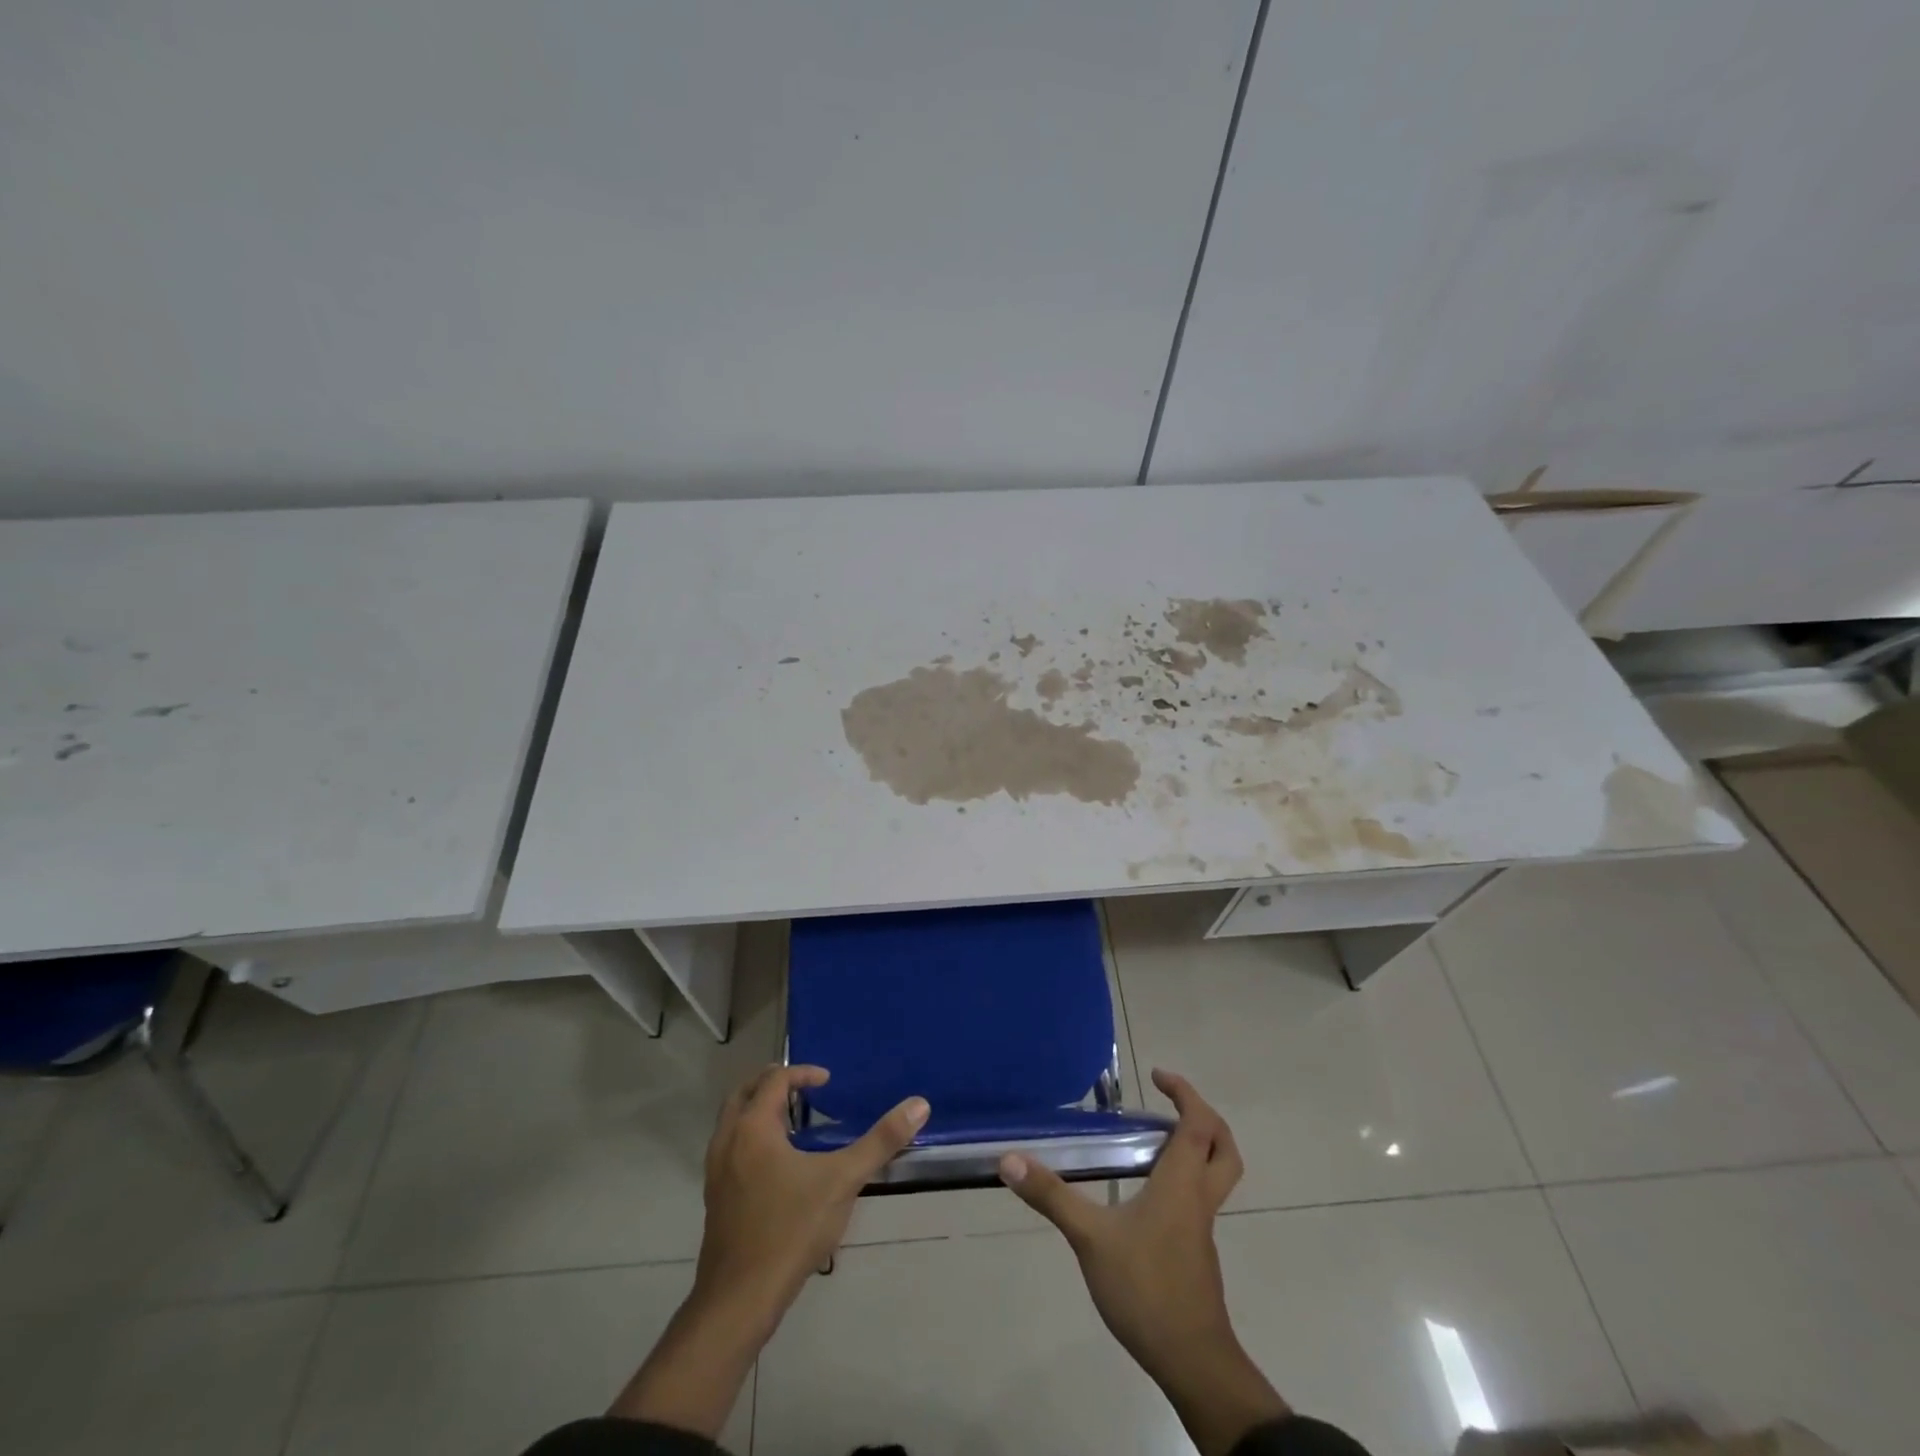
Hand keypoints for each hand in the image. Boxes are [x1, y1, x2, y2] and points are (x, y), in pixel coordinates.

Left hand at [696, 1063, 928, 1319]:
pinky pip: (730, 1148)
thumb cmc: (790, 1230)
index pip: (775, 1080)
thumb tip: (919, 1104)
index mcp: (753, 1127)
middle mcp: (728, 1141)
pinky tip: (778, 1164)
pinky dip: (751, 1137)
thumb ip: (881, 1141)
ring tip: (793, 1122)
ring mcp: (716, 1171)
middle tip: (804, 1088)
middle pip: (744, 1093)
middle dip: (773, 1084)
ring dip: (759, 1110)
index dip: (803, 1073)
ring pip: (732, 1122)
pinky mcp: (716, 1198)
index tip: (828, 1082)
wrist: (740, 1300)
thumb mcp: (843, 1180)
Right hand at [999, 1069, 1287, 1455]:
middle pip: (1222, 1146)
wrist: (1193, 1362)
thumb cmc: (1146, 1289)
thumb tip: (1009, 1159)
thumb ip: (1051, 1196)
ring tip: (1155, 1140)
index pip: (1198, 1123)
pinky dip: (1185, 1178)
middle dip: (1203, 1116)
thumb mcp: (1090, 1238)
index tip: (1157, 1076)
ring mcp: (1202, 1227)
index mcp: (1182, 1182)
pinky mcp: (1197, 1252)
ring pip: (1216, 1173)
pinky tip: (1148, 1194)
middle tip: (1170, 1103)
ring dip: (1197, 1147)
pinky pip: (1199, 1198)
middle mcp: (1199, 1197)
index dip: (1185, 1093)